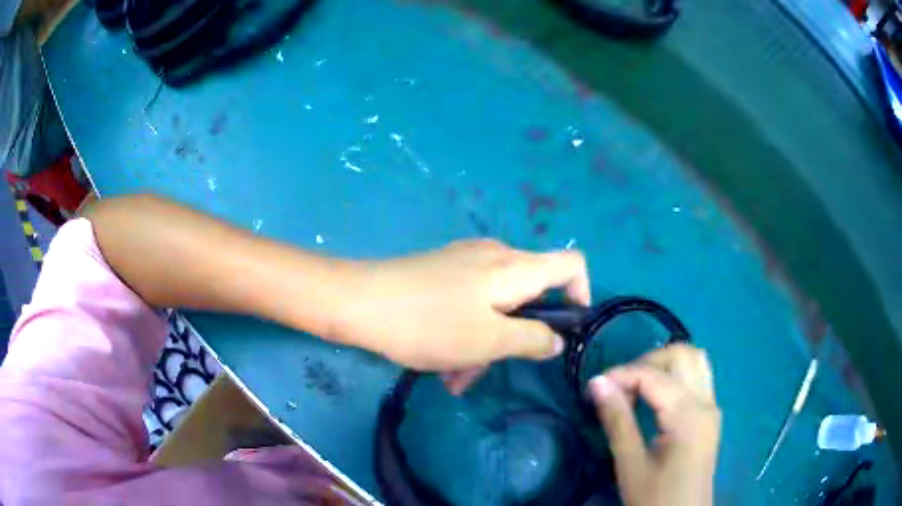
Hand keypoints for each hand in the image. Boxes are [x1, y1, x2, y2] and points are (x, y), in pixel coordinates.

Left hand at [334, 239, 590, 383]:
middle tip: (486, 371)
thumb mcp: (489, 341)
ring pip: (495, 307)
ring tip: (453, 377)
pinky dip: (465, 333)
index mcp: (515, 268)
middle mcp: (495, 257)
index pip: (572, 264)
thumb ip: (533, 339)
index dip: (581, 294)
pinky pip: (469, 303)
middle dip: (515, 337)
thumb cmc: (429, 323)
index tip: (566, 331)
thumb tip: (558, 339)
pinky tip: (440, 362)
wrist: (358, 302)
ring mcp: (465, 263)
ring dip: (483, 345)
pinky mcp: (442, 272)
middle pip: (529, 295)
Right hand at [589, 344, 719, 505]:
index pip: (654, 376)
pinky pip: (697, 378)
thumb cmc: (655, 498)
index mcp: (688, 415)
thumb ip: (617, 420)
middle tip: (621, 386)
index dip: (622, 374)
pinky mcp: (710, 416)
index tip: (595, 386)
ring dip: (665, 364)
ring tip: (638, 388)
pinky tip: (655, 398)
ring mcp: (712, 407)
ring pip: (695, 360)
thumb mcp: (630, 464)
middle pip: (683, 354)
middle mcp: (706, 403)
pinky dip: (675, 376)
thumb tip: (598, 382)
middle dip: (648, 361)